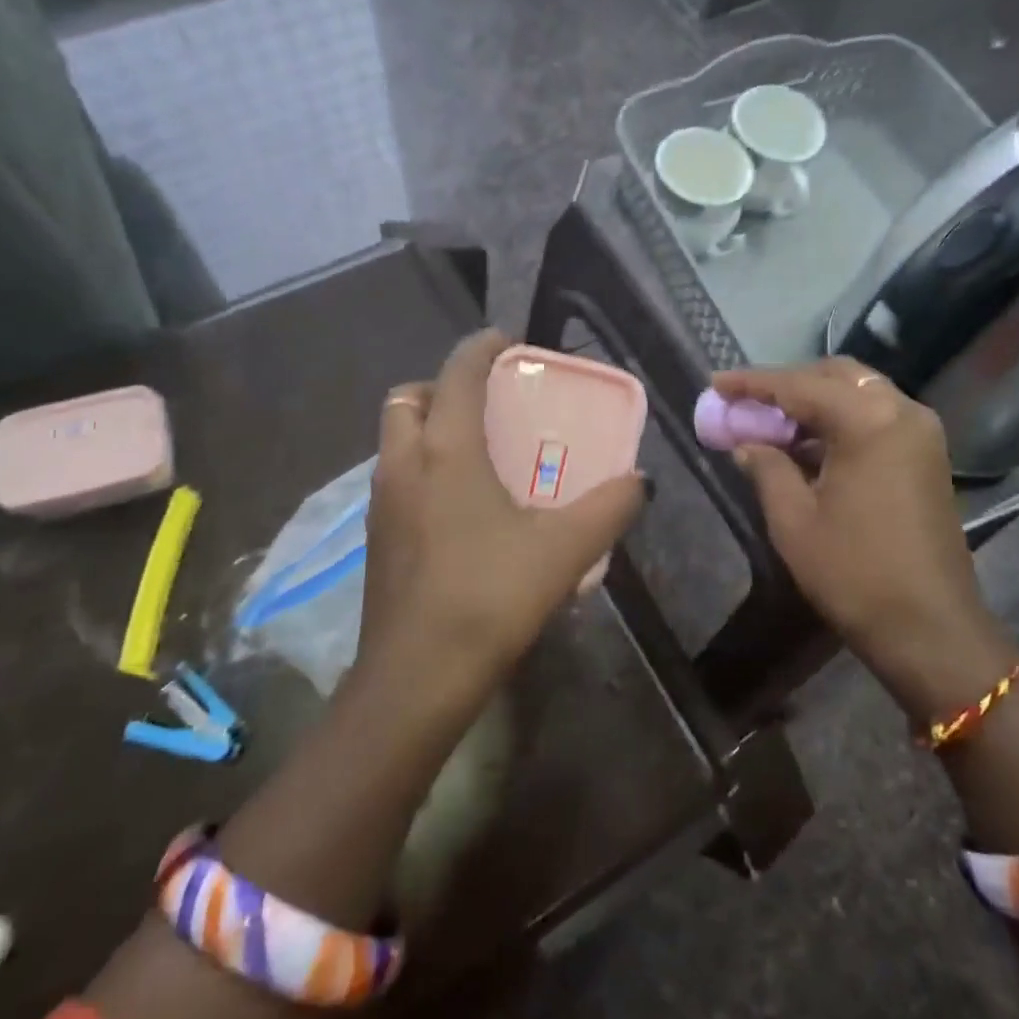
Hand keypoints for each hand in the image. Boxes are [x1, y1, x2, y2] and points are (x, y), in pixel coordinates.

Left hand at [358, 330, 645, 702]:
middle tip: (485, 403)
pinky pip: (397, 479)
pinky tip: (461, 506)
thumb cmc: (490, 596)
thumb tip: (641, 482)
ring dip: (429, 429)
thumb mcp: (565, 548)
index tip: (506, 341)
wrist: (417, 677)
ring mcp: (382, 503)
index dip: (481, 348)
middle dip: (442, 387)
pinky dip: (422, 469)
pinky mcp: (376, 539)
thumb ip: (610, 508)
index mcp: (446, 450)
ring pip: (395, 440)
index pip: (457, 374)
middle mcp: (404, 465)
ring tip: (478, 451)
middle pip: (408, 399)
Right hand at [713, 359, 1018, 715]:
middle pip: (835, 376)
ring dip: (815, 403)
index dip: (752, 383)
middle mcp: (902, 411)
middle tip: (747, 403)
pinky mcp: (928, 455)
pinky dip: (840, 422)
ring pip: (859, 394)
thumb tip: (747, 443)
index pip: (799, 386)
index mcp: (869, 420)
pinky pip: (876, 418)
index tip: (715, 383)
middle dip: (788, 385)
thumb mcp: (794, 520)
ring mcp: (921, 432)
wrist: (931, 628)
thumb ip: (767, 467)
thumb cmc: (855, 573)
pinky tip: (808, 446)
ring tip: (771, 424)